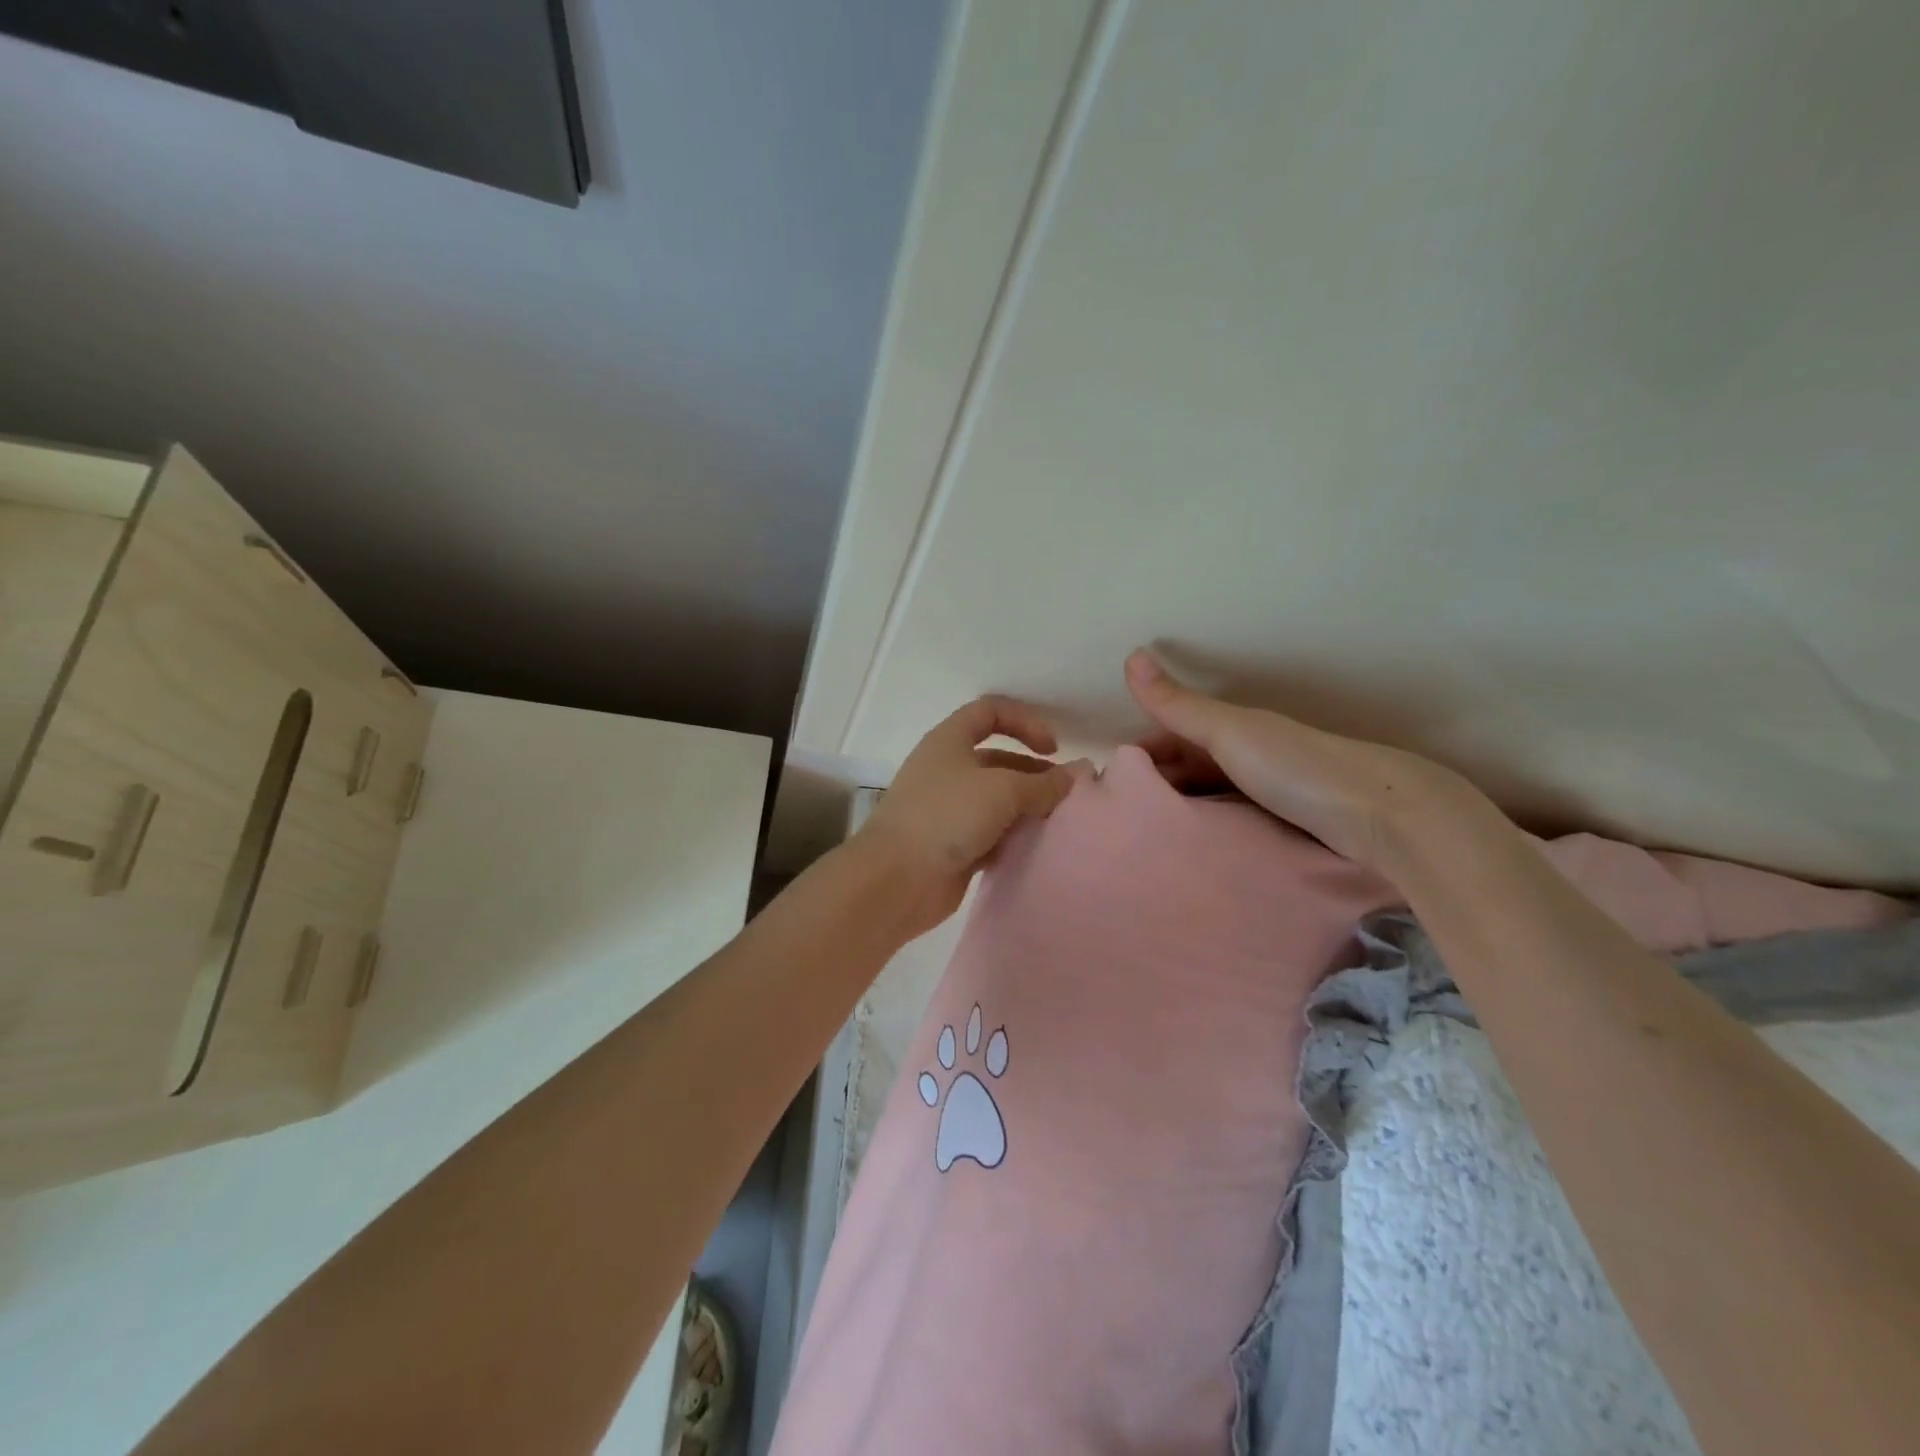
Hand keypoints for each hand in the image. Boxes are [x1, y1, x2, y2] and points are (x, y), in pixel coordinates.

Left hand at [856, 695, 1086, 931]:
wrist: (896, 880)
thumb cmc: (945, 817)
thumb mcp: (1001, 790)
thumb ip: (1043, 784)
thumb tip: (1077, 774)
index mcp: (950, 741)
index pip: (990, 712)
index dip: (1025, 721)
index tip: (1052, 748)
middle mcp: (948, 769)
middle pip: (999, 759)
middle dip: (1034, 773)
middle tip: (1067, 795)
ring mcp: (949, 809)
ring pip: (998, 800)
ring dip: (1028, 808)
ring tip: (1060, 823)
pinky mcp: (953, 844)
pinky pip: (992, 833)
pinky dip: (1014, 837)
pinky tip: (1038, 848)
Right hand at [1125, 649, 1492, 870]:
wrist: (1385, 816)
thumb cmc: (1297, 768)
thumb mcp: (1230, 733)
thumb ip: (1179, 705)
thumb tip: (1131, 655)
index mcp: (1233, 729)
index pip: (1171, 737)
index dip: (1139, 756)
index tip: (1107, 787)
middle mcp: (1246, 755)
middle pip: (1188, 768)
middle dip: (1155, 787)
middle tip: (1118, 821)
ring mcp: (1266, 792)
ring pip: (1208, 797)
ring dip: (1180, 811)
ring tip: (1145, 840)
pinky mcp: (1283, 825)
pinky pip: (1229, 822)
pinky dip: (1206, 830)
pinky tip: (1192, 850)